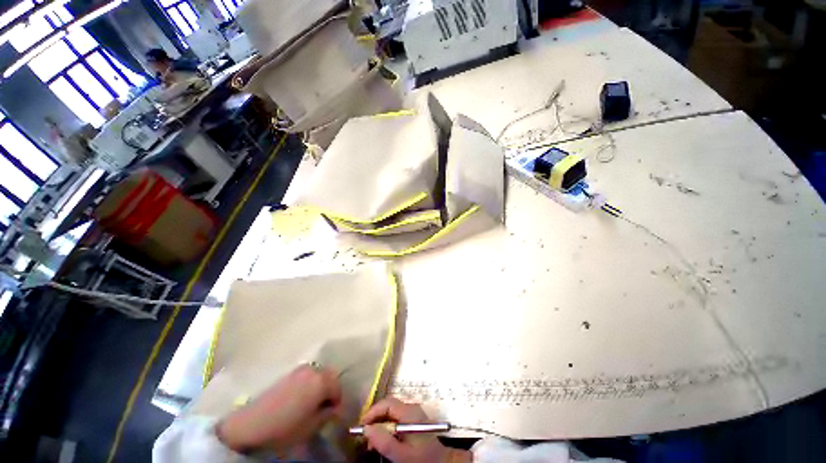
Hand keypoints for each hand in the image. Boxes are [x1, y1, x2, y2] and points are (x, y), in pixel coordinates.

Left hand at [216, 364, 341, 453]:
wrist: (250, 425)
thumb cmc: (285, 428)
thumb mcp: (312, 427)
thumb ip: (328, 414)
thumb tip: (334, 409)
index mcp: (322, 381)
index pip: (338, 388)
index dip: (337, 402)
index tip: (332, 415)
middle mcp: (313, 370)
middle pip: (330, 376)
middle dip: (330, 390)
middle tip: (324, 407)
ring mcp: (299, 370)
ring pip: (318, 374)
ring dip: (320, 386)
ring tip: (312, 403)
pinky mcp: (288, 374)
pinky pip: (307, 376)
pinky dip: (309, 384)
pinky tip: (300, 399)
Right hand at [361, 398, 471, 462]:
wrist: (440, 462)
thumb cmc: (421, 458)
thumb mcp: (400, 454)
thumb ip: (383, 441)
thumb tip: (366, 429)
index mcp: (409, 412)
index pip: (387, 403)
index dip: (373, 412)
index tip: (361, 426)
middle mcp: (411, 408)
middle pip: (388, 407)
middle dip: (374, 419)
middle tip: (364, 436)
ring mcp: (413, 414)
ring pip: (391, 414)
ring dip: (379, 425)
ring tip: (371, 443)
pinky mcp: (413, 421)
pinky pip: (396, 419)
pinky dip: (386, 428)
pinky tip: (382, 441)